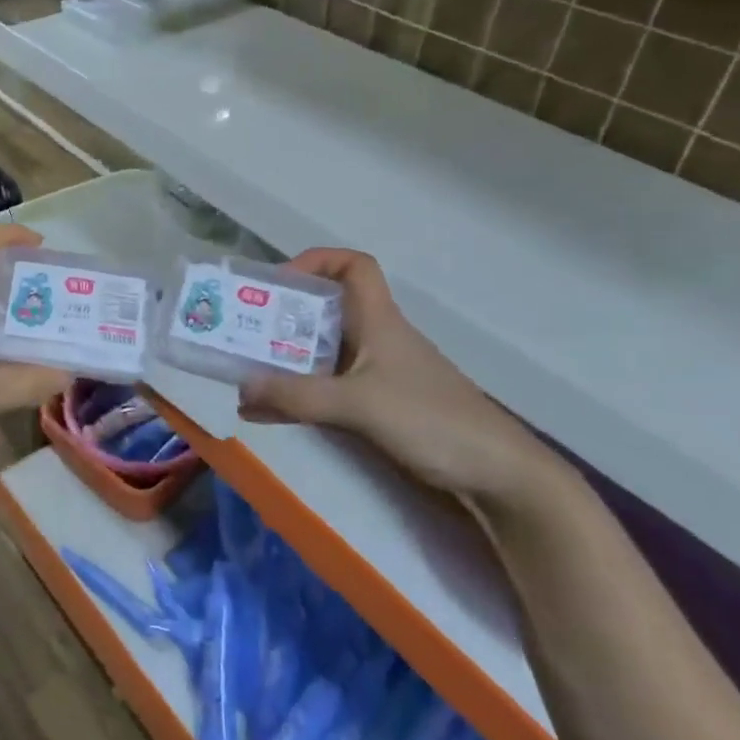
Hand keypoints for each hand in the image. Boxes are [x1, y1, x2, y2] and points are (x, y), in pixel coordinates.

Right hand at [237, 249, 564, 506]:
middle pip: (325, 312)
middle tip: (242, 333)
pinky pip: (325, 391)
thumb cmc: (432, 421)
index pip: (353, 267)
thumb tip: (241, 387)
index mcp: (379, 320)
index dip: (316, 261)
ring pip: (321, 355)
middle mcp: (375, 340)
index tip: (279, 283)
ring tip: (243, 376)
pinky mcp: (378, 409)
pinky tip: (265, 414)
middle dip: (282, 318)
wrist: (498, 477)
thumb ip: (299, 396)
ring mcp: (377, 376)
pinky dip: (295, 397)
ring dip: (283, 362)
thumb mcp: (359, 404)